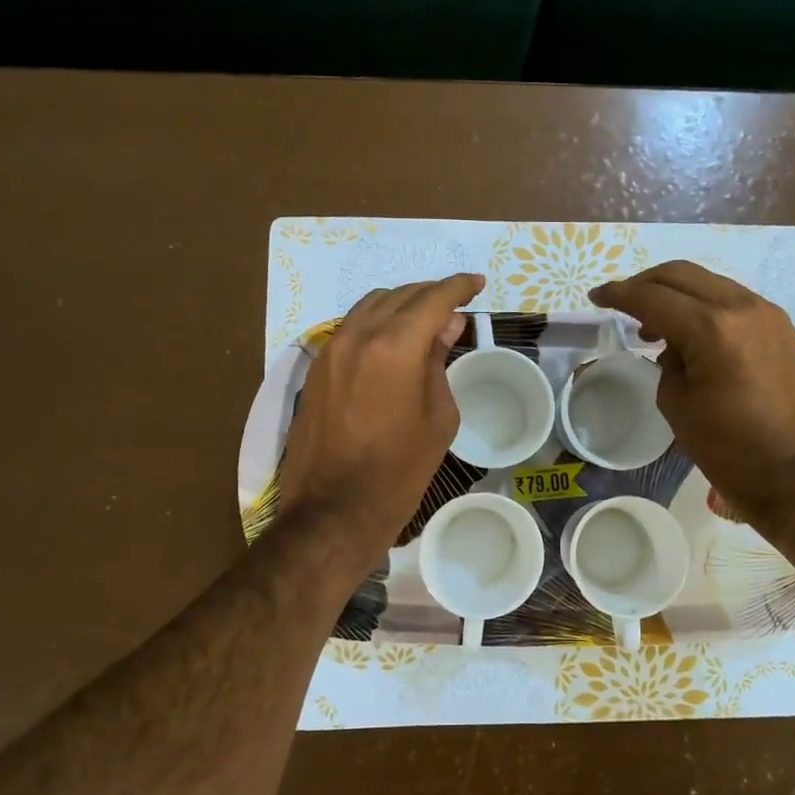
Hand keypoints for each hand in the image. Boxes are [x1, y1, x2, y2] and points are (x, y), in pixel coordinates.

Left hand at [280, 273, 484, 565]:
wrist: (333, 510)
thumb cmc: (399, 471)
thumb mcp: (438, 418)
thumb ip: (439, 361)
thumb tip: (445, 325)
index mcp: (394, 347)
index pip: (433, 298)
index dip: (459, 286)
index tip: (477, 284)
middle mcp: (358, 336)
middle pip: (401, 294)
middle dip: (432, 293)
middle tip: (457, 306)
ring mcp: (331, 349)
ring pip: (372, 305)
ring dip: (402, 303)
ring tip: (426, 320)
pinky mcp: (317, 367)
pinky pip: (352, 326)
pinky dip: (378, 321)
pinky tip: (393, 340)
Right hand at [590, 261, 794, 529]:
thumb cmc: (729, 449)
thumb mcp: (678, 405)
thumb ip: (667, 363)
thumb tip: (674, 346)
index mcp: (712, 329)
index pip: (653, 297)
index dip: (619, 294)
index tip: (596, 297)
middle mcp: (742, 308)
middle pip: (682, 275)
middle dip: (645, 283)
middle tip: (621, 302)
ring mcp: (767, 314)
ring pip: (709, 283)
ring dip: (676, 293)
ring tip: (653, 325)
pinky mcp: (781, 328)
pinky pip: (732, 301)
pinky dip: (703, 306)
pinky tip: (690, 333)